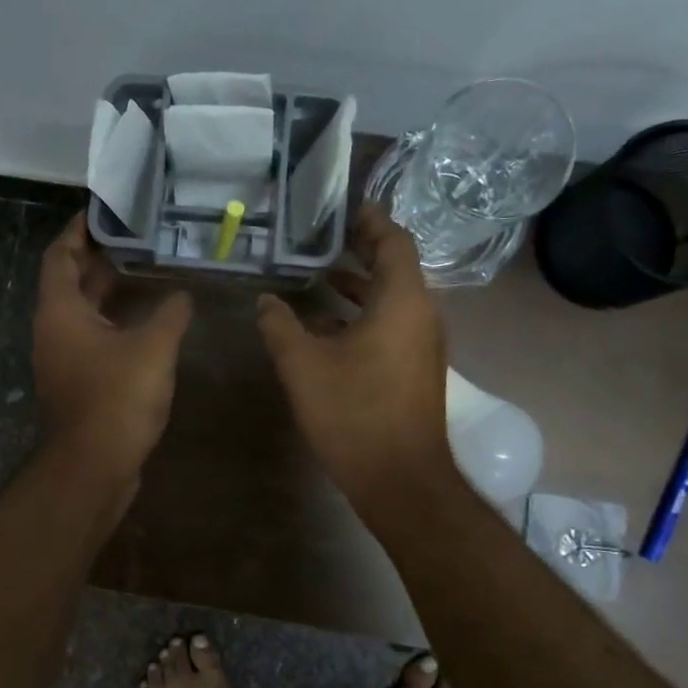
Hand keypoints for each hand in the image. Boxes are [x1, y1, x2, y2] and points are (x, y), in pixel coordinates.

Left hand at [34, 213, 192, 484]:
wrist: (94, 466)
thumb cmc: (116, 398)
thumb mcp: (152, 347)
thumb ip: (170, 313)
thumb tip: (182, 294)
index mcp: (60, 310)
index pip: (60, 255)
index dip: (78, 230)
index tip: (102, 211)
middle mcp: (54, 330)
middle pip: (70, 281)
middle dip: (98, 258)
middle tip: (133, 237)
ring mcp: (63, 359)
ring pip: (83, 313)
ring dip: (108, 292)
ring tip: (144, 271)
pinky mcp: (78, 383)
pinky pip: (93, 339)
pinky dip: (114, 322)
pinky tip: (146, 323)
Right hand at [257, 204, 456, 511]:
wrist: (400, 478)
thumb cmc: (353, 413)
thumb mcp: (303, 365)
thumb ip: (280, 326)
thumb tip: (265, 302)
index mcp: (401, 301)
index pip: (394, 241)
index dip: (371, 221)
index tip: (345, 208)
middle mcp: (421, 315)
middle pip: (394, 268)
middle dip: (360, 251)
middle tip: (323, 238)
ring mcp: (422, 345)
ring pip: (392, 300)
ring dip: (358, 287)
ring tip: (319, 277)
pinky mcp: (415, 370)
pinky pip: (391, 327)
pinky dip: (362, 317)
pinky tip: (325, 329)